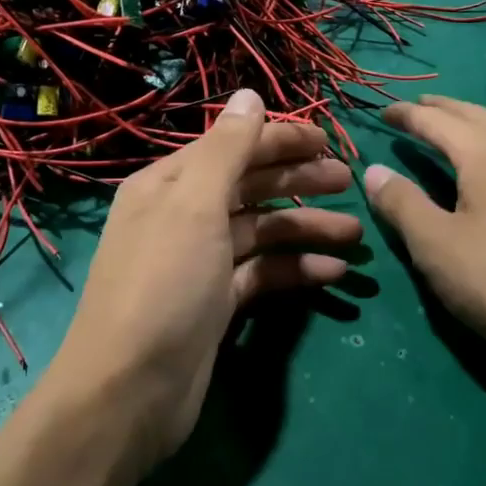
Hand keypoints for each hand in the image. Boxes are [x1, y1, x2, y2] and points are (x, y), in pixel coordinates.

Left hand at [50, 88, 359, 465]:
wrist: (129, 393)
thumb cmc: (163, 285)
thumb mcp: (195, 206)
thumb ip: (227, 149)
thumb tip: (249, 93)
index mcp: (169, 185)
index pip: (233, 148)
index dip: (280, 139)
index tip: (329, 141)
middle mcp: (183, 216)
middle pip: (250, 187)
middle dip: (299, 182)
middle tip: (349, 182)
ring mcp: (201, 262)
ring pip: (262, 231)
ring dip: (306, 229)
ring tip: (355, 233)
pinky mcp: (216, 304)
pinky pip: (263, 273)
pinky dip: (296, 269)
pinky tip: (334, 272)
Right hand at [363, 96, 485, 382]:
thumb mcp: (436, 246)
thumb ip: (401, 203)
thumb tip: (373, 170)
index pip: (437, 121)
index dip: (406, 115)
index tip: (382, 113)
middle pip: (474, 115)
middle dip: (441, 109)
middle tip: (414, 109)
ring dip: (468, 124)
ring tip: (447, 131)